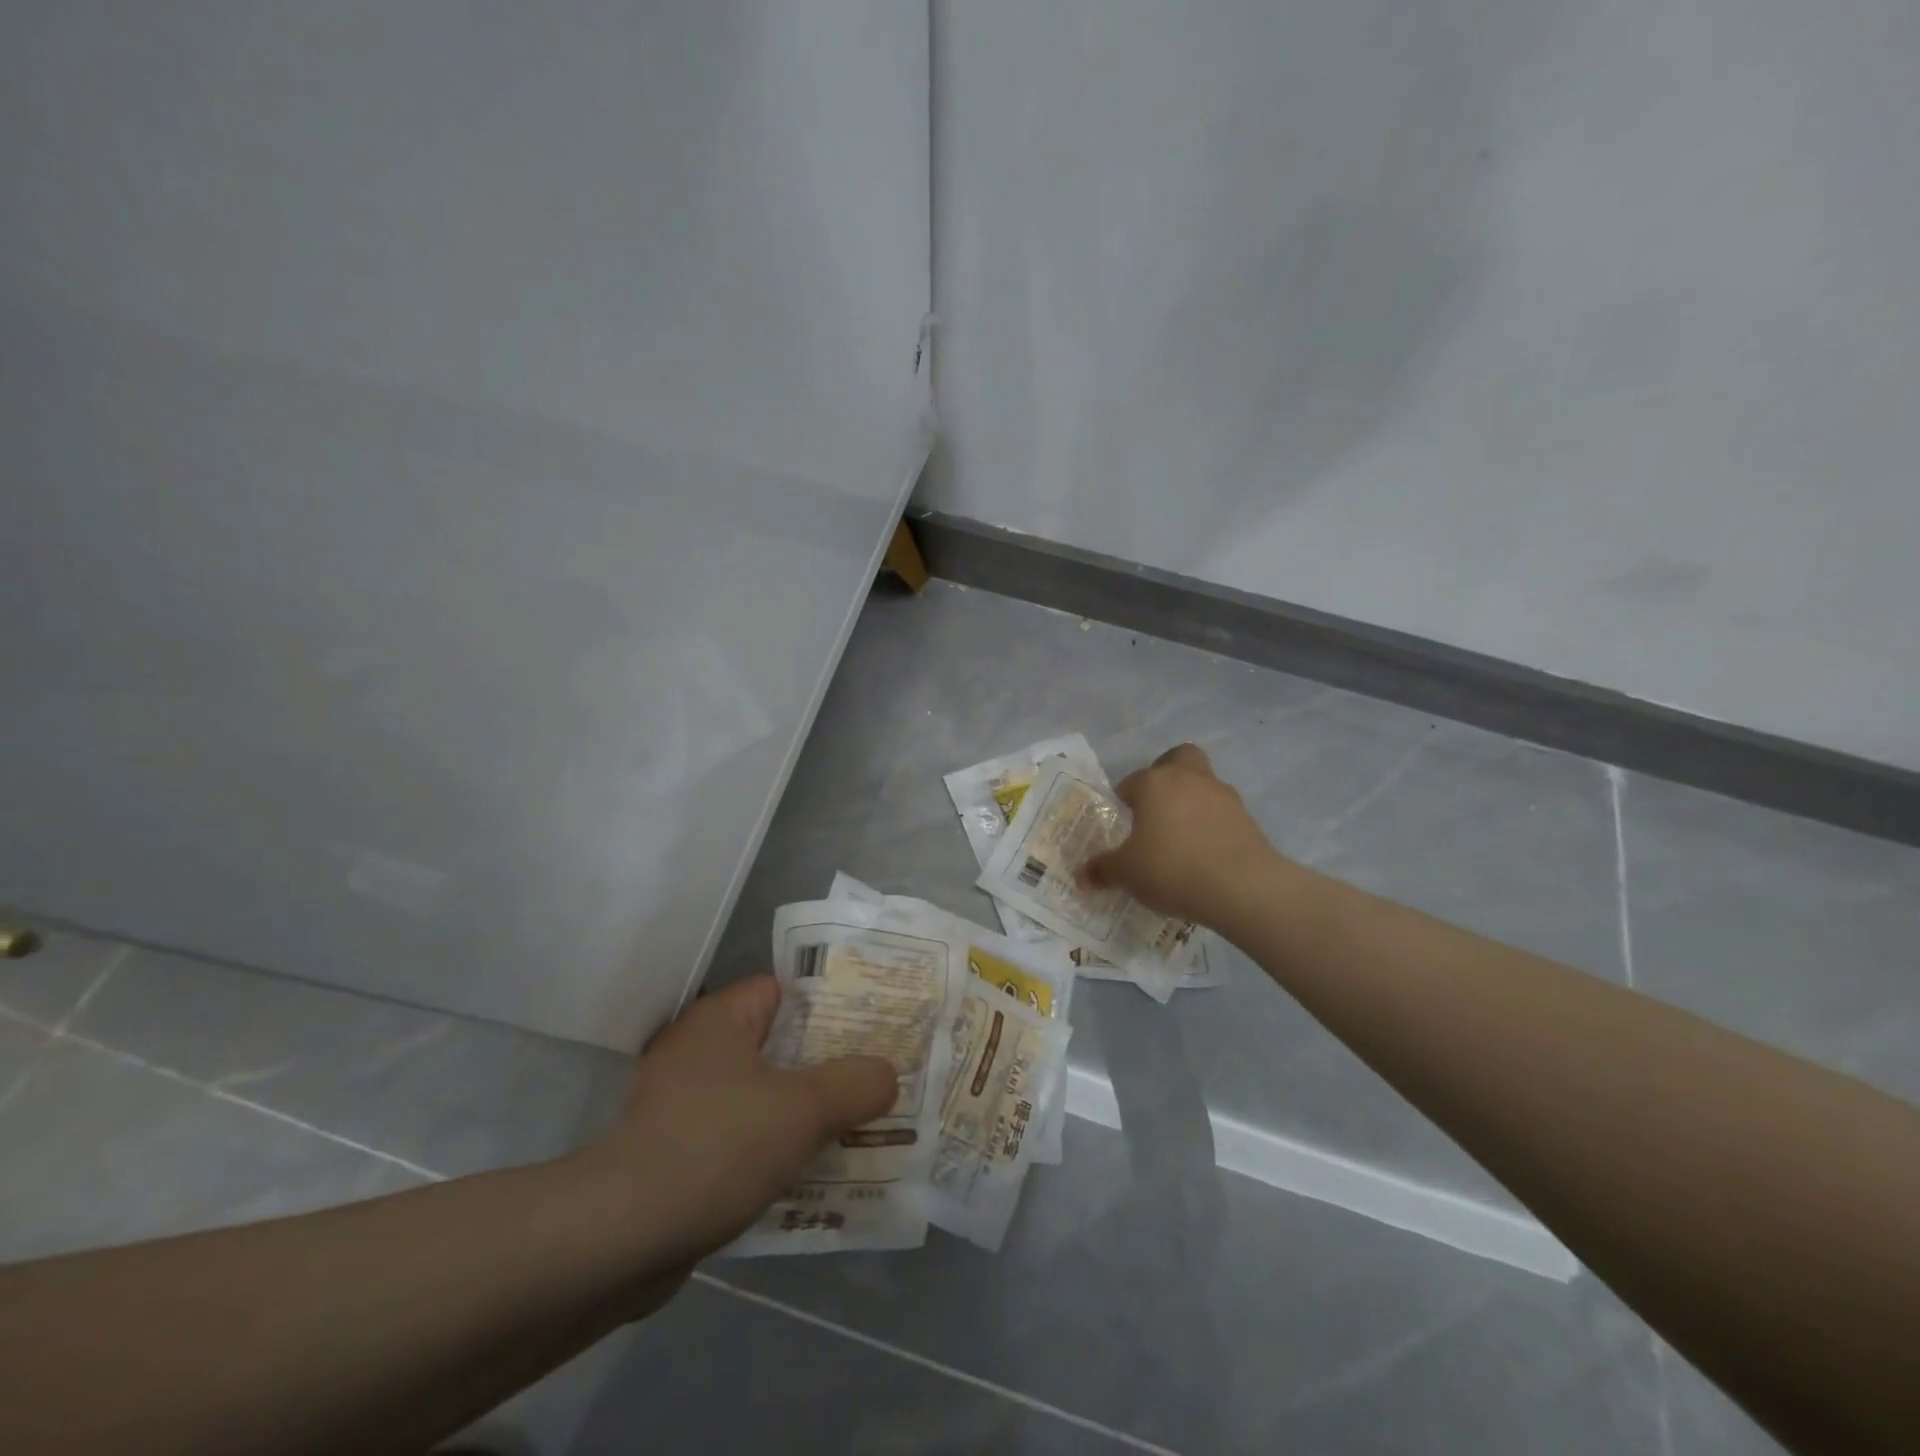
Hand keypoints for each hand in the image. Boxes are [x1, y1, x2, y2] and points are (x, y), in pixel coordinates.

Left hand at [578, 975, 895, 1267]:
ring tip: (858, 1128)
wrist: (619, 1238)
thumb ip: (855, 1084)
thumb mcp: (803, 1108)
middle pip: (779, 1046)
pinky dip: (774, 1153)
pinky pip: (742, 1140)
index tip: (873, 1025)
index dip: (831, 1004)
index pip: (785, 990)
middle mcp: (699, 1052)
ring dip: (804, 1116)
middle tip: (876, 1079)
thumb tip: (886, 1074)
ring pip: (763, 1097)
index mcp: (721, 1019)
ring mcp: (684, 1106)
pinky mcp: (677, 1155)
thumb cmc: (717, 1146)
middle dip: (827, 1066)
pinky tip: (812, 1174)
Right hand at [1080, 743, 1283, 927]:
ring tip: (1181, 839)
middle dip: (1167, 775)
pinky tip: (1204, 856)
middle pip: (1179, 758)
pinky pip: (1222, 814)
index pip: (1131, 782)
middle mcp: (1189, 779)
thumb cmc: (1172, 868)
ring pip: (1203, 785)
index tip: (1122, 826)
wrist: (1242, 887)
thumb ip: (1103, 870)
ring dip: (1192, 803)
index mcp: (1154, 783)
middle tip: (1155, 808)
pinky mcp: (1249, 819)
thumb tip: (1081, 876)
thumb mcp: (1126, 873)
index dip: (1123, 801)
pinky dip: (1212, 827)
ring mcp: (1223, 796)